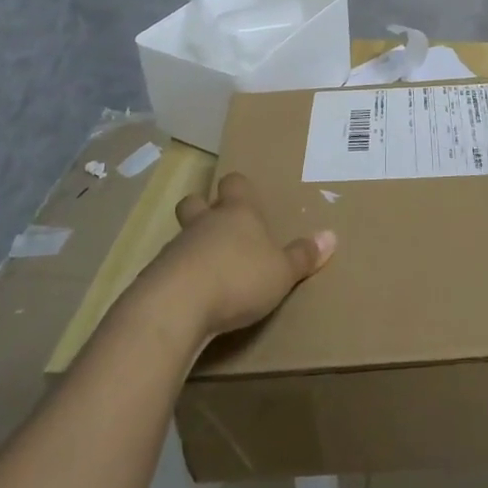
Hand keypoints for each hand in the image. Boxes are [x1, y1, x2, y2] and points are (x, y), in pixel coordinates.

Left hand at [141, 172, 335, 340]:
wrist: (178, 305)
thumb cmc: (239, 277)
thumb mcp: (282, 272)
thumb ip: (303, 256)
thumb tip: (331, 236)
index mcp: (237, 213)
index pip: (235, 183)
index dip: (239, 188)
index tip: (245, 196)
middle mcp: (205, 222)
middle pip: (196, 201)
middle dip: (203, 208)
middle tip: (217, 225)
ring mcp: (177, 247)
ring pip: (182, 234)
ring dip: (191, 246)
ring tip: (207, 269)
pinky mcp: (156, 276)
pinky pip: (169, 267)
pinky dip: (179, 276)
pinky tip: (190, 296)